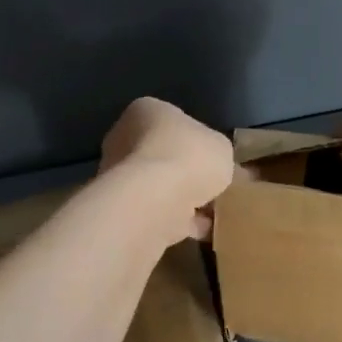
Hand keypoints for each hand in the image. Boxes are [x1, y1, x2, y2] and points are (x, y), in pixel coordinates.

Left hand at [99, 98, 235, 242]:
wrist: (155, 201)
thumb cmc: (189, 156)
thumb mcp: (222, 148)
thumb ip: (219, 153)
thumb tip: (220, 165)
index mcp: (147, 111)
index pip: (173, 121)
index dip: (197, 140)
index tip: (215, 158)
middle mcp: (125, 138)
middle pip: (164, 154)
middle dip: (188, 172)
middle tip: (215, 187)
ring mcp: (119, 176)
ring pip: (160, 186)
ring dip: (183, 198)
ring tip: (214, 212)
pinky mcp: (123, 208)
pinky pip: (158, 212)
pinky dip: (179, 221)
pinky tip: (203, 230)